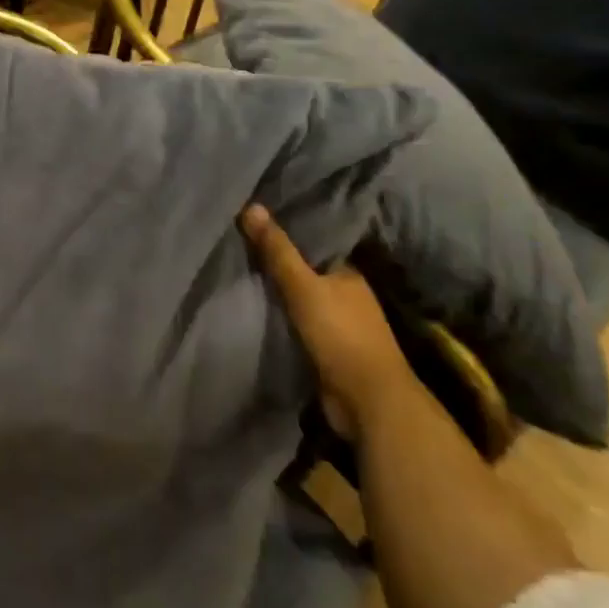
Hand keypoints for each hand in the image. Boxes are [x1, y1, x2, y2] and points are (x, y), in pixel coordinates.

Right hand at [241, 204, 417, 441]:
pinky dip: (282, 318)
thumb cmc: (340, 335)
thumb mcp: (303, 286)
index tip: (255, 220)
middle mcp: (347, 295)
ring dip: (279, 293)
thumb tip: (252, 205)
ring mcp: (341, 325)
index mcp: (348, 273)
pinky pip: (299, 325)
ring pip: (302, 299)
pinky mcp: (330, 352)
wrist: (369, 402)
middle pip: (306, 271)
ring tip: (240, 272)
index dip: (286, 232)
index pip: (314, 243)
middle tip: (239, 244)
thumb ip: (277, 250)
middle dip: (279, 262)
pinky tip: (257, 309)